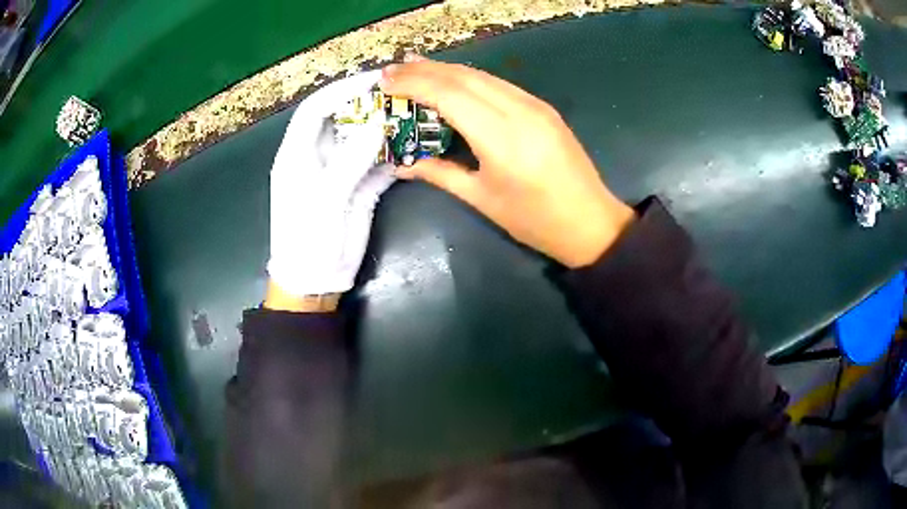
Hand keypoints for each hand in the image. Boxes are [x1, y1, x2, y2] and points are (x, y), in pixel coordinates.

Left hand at [266, 71, 395, 306]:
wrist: (315, 281)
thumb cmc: (307, 239)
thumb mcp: (324, 198)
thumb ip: (350, 159)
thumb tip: (379, 123)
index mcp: (297, 154)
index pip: (316, 109)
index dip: (341, 89)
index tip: (374, 79)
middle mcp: (318, 156)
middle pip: (342, 119)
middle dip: (368, 104)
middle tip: (401, 93)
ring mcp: (340, 172)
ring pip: (363, 140)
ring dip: (386, 129)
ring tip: (414, 115)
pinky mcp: (358, 189)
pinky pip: (377, 164)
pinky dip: (394, 156)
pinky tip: (414, 148)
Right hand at [380, 58, 634, 267]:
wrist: (591, 222)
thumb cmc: (535, 220)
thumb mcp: (482, 199)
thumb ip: (439, 174)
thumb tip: (401, 164)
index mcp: (501, 138)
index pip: (449, 95)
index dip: (414, 84)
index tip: (385, 82)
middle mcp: (519, 111)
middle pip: (464, 77)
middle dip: (424, 70)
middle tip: (393, 70)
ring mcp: (535, 105)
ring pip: (482, 76)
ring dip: (446, 70)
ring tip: (415, 69)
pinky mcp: (543, 107)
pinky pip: (499, 85)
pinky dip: (469, 79)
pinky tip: (453, 82)